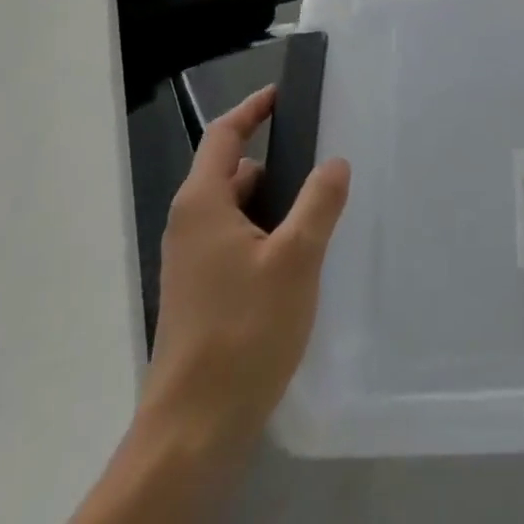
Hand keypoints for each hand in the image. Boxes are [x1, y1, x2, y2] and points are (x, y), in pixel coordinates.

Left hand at [138, 86, 349, 477]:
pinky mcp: (200, 293)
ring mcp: (191, 262)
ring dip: (273, 204)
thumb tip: (334, 162)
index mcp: (202, 203)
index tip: (283, 94)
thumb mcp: (295, 258)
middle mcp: (189, 224)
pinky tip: (298, 259)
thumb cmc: (244, 330)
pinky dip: (264, 234)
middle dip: (274, 162)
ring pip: (236, 211)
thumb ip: (318, 203)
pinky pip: (235, 242)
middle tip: (320, 160)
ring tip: (318, 211)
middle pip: (231, 172)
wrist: (193, 429)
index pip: (224, 135)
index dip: (253, 109)